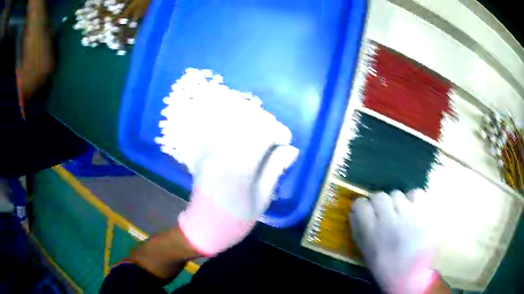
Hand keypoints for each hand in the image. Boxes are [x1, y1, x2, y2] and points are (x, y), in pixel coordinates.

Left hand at [178, 107, 298, 255]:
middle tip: (276, 140)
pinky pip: (221, 130)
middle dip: (267, 124)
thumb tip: (291, 149)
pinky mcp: (204, 152)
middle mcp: (222, 151)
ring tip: (262, 138)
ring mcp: (210, 150)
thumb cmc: (235, 221)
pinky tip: (244, 139)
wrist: (202, 229)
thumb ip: (275, 170)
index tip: (286, 142)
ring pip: (234, 122)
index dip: (279, 132)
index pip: (263, 133)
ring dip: (252, 124)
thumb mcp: (262, 200)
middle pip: (248, 122)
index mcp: (239, 166)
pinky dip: (236, 129)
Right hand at [350, 190, 444, 293]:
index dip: (362, 206)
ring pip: (397, 194)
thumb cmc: (385, 266)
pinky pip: (416, 193)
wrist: (411, 275)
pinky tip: (412, 209)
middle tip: (384, 213)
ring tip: (400, 214)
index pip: (361, 204)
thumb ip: (358, 230)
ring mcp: (408, 215)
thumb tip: (353, 212)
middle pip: (379, 196)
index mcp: (371, 232)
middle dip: (379, 203)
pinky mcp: (424, 213)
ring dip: (396, 203)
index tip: (365, 211)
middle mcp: (389, 221)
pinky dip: (413, 199)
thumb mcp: (365, 252)